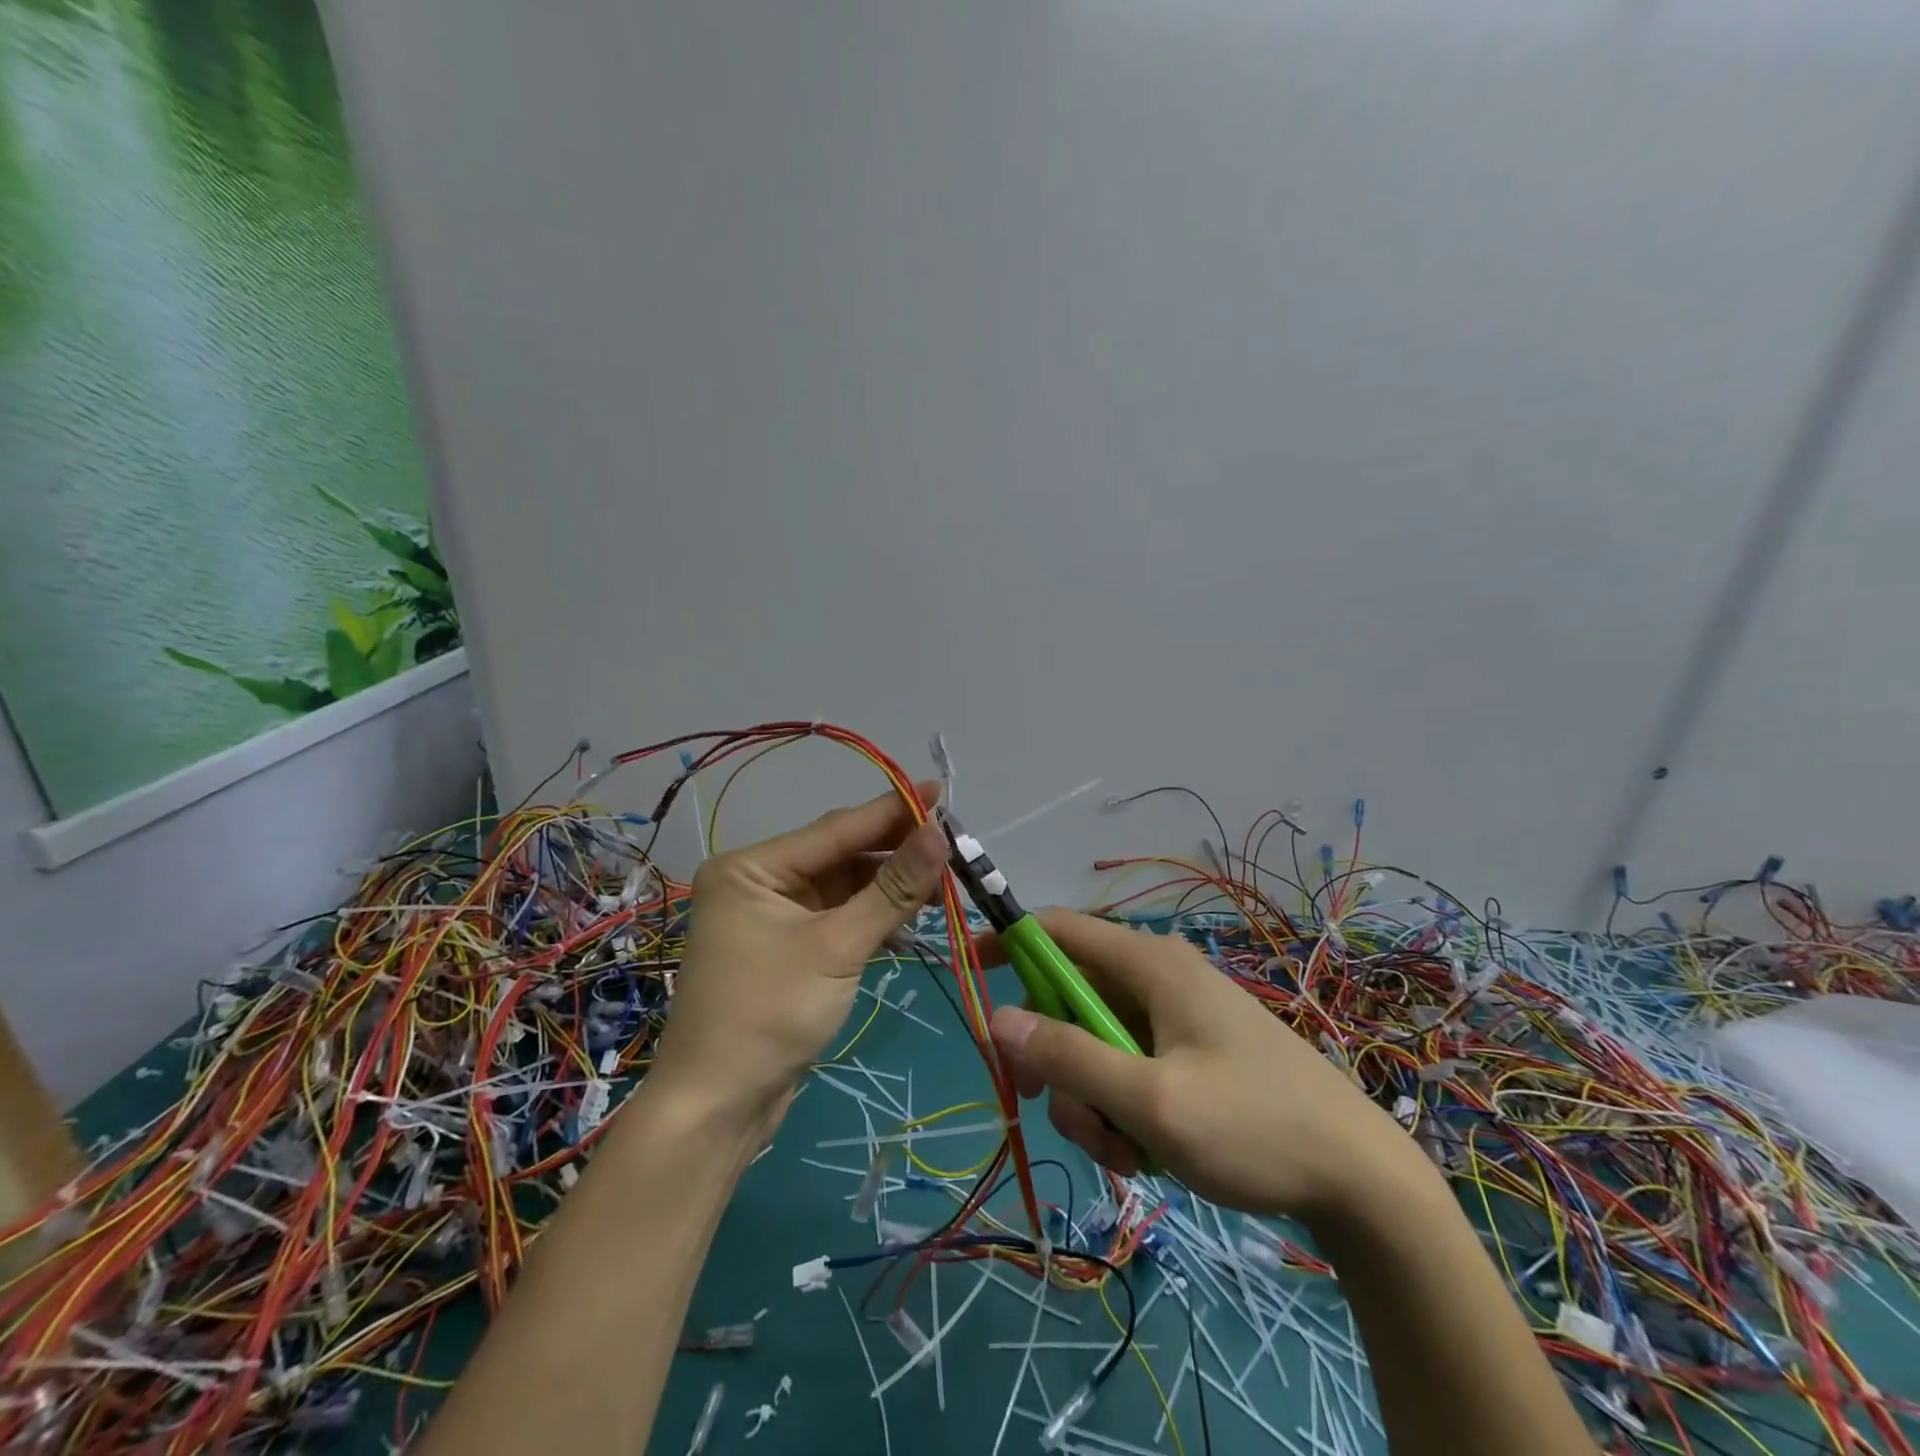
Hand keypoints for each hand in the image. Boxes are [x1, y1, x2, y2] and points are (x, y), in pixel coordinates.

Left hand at [650, 783, 948, 1125]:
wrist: (717, 1110)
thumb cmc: (769, 1015)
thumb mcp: (838, 947)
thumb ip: (892, 889)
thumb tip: (940, 832)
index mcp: (753, 867)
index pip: (836, 829)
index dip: (893, 811)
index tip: (942, 793)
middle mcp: (759, 881)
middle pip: (841, 855)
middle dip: (896, 854)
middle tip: (953, 847)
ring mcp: (773, 916)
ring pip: (844, 888)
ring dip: (890, 888)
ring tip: (943, 885)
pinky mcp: (789, 949)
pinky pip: (839, 917)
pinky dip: (873, 918)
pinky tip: (911, 919)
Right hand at [986, 909, 1417, 1221]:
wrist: (1359, 1180)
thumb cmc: (1255, 1127)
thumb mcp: (1151, 1101)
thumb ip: (1070, 1058)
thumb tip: (996, 1017)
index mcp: (1150, 964)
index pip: (1058, 929)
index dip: (1009, 942)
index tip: (972, 974)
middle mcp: (1158, 978)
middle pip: (1071, 998)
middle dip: (1055, 1056)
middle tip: (1053, 1105)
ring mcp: (1175, 1018)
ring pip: (1095, 1043)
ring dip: (1092, 1098)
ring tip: (1129, 1151)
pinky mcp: (1189, 1052)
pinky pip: (1127, 1067)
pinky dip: (1121, 1109)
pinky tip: (1151, 1154)